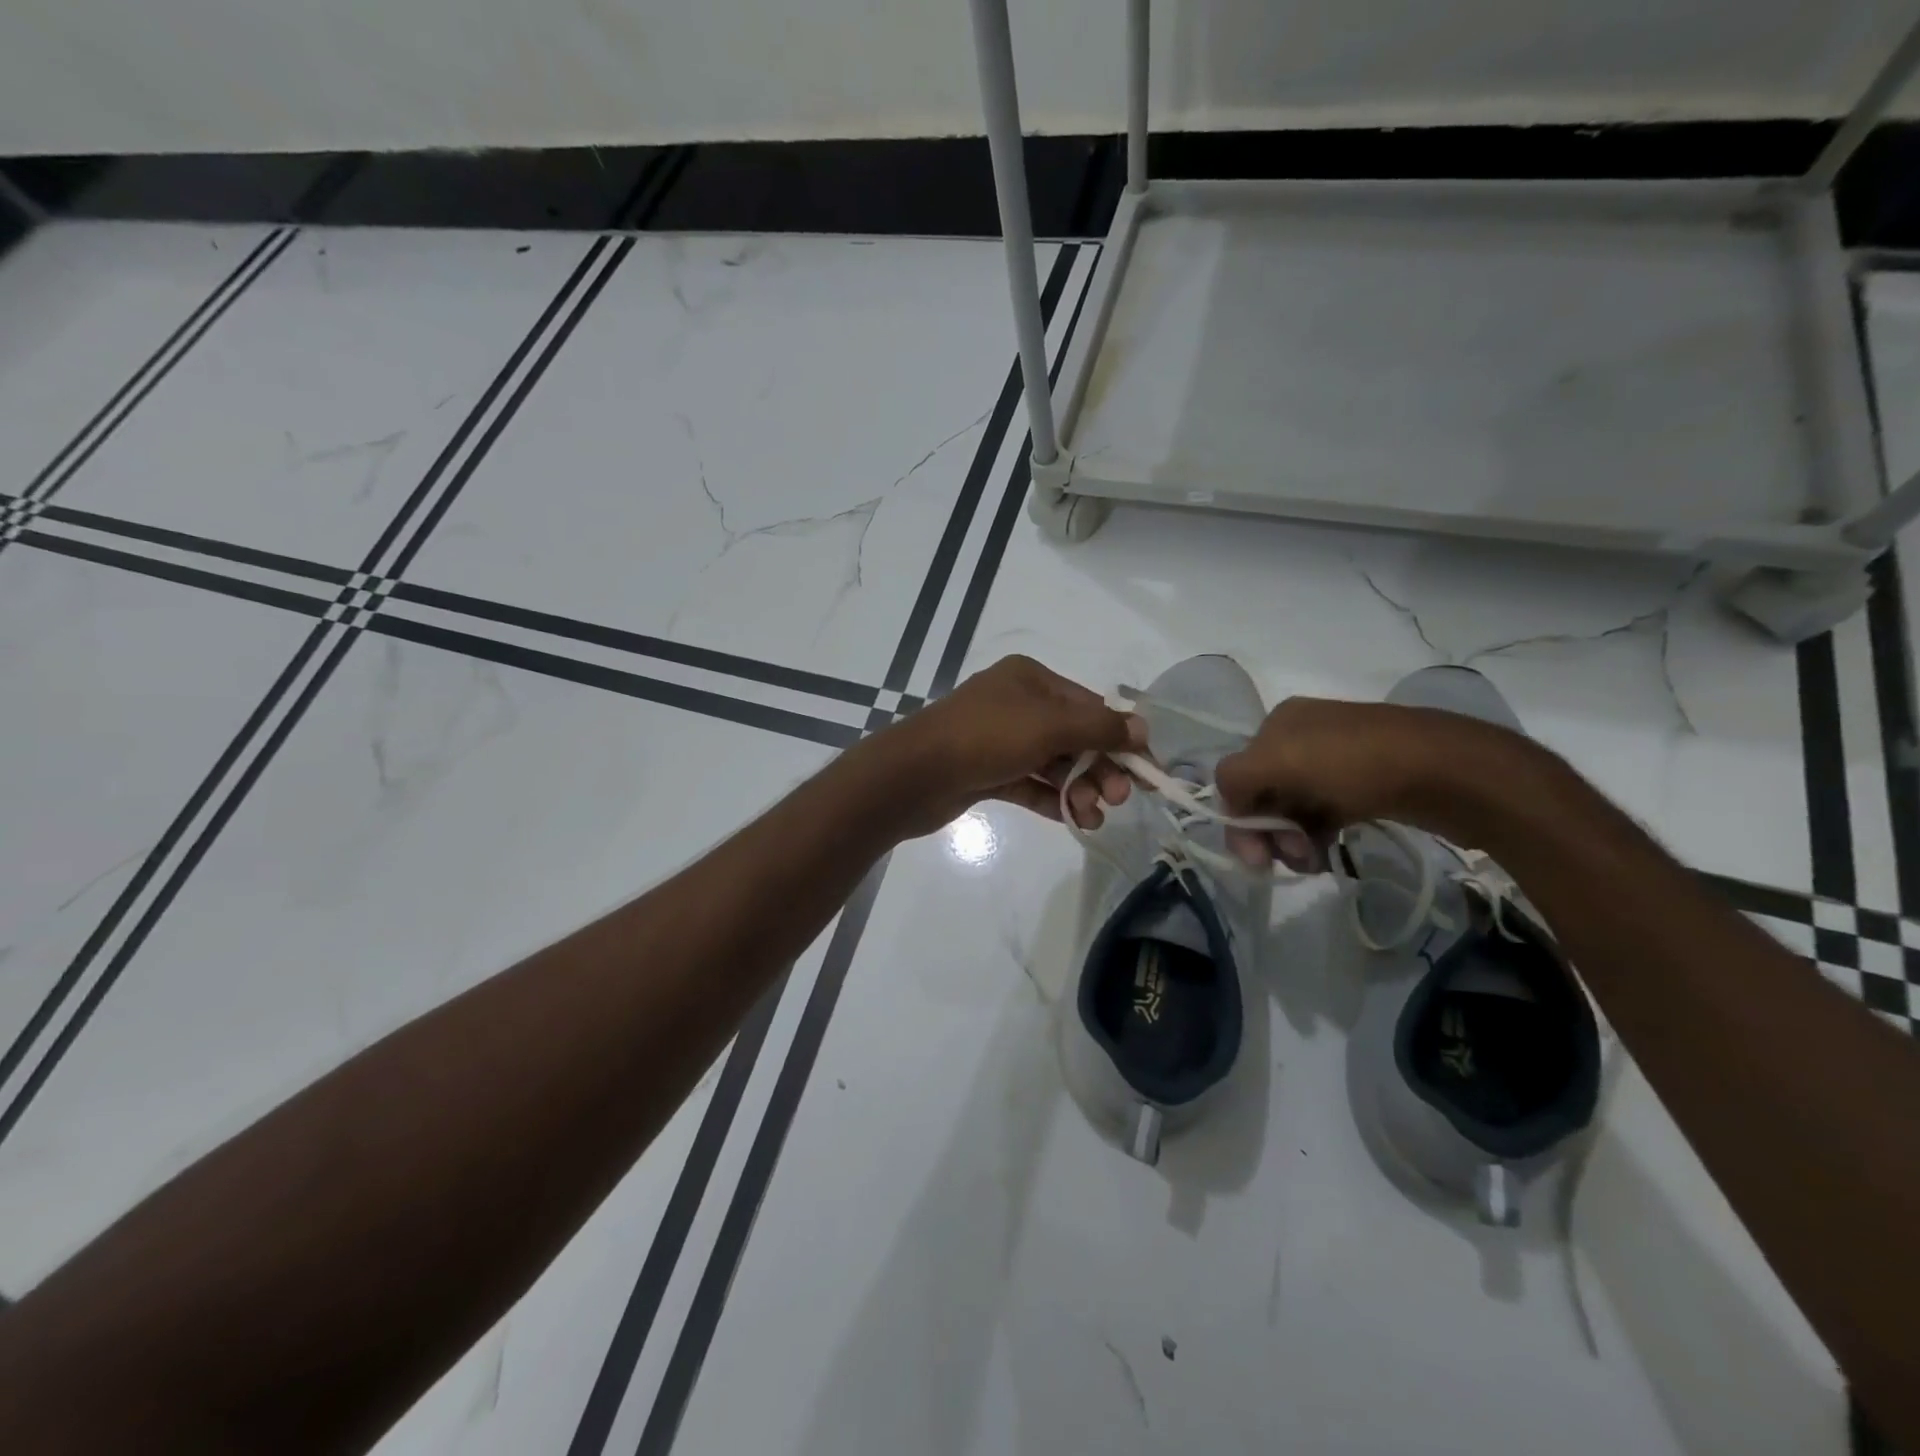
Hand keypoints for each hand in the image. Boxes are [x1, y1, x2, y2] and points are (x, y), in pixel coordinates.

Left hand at [882, 655, 1145, 836]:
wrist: (913, 775)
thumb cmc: (985, 738)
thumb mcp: (1049, 726)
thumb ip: (1099, 728)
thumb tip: (1142, 729)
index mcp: (1030, 679)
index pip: (1089, 705)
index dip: (1120, 737)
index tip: (1147, 770)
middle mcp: (1016, 704)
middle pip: (1073, 736)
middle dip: (1099, 768)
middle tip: (1119, 799)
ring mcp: (999, 739)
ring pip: (1052, 764)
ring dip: (1078, 789)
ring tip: (1093, 817)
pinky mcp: (986, 772)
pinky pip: (1029, 783)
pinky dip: (1051, 799)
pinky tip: (1073, 820)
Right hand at [1214, 698, 1469, 870]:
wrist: (1448, 771)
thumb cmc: (1355, 764)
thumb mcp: (1278, 760)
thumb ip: (1236, 778)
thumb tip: (1232, 806)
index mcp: (1279, 723)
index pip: (1238, 775)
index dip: (1240, 817)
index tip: (1258, 857)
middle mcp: (1303, 737)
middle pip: (1264, 794)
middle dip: (1269, 831)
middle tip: (1293, 859)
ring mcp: (1337, 761)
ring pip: (1294, 808)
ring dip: (1292, 840)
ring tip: (1313, 862)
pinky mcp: (1365, 786)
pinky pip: (1324, 814)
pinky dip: (1317, 836)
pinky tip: (1326, 854)